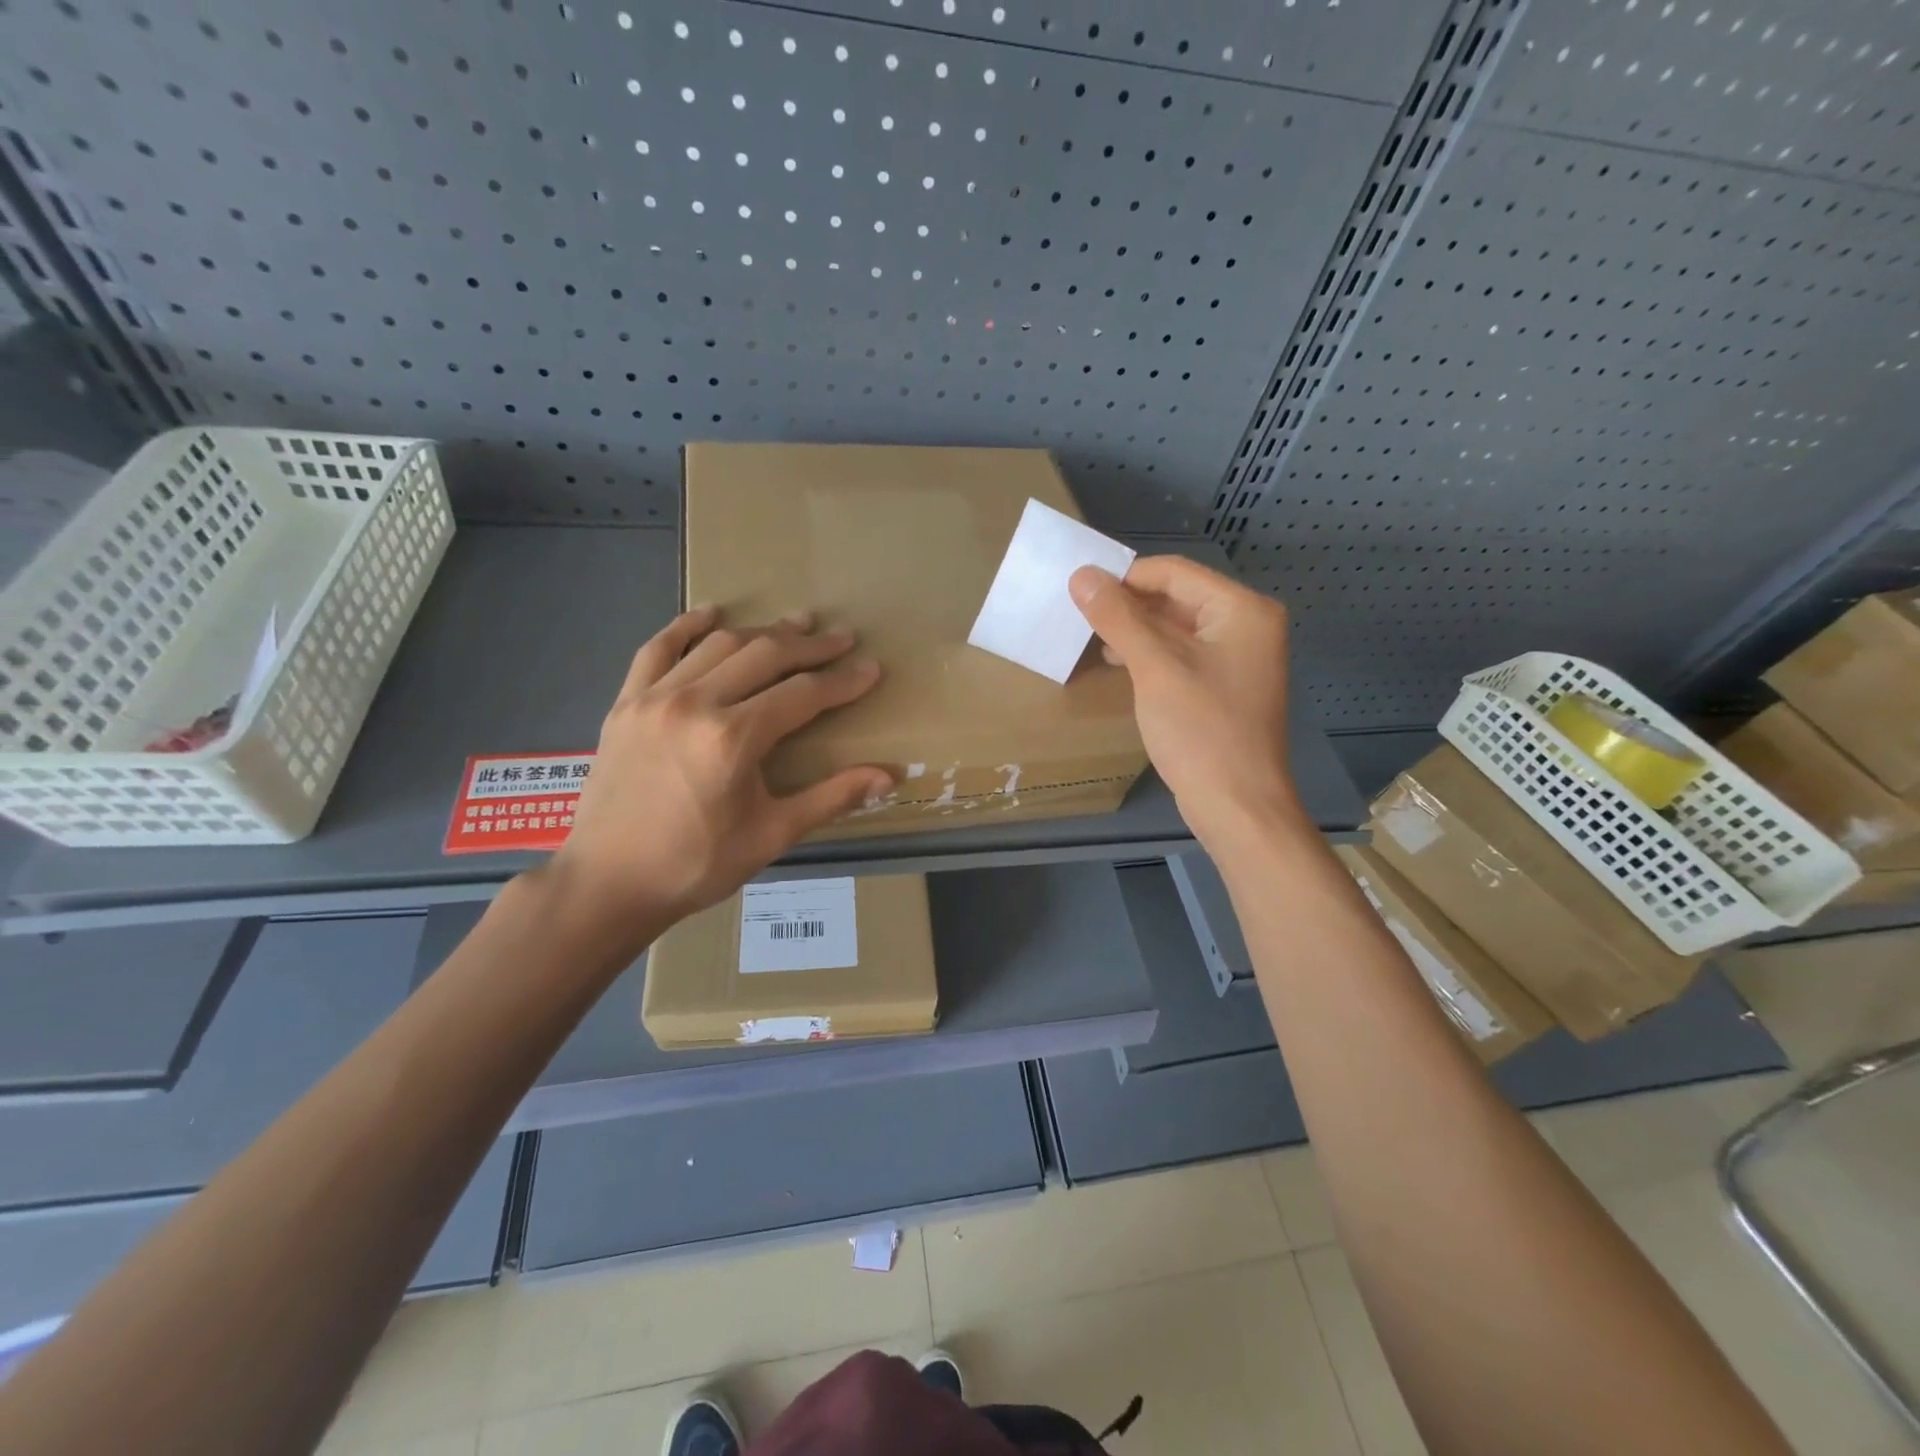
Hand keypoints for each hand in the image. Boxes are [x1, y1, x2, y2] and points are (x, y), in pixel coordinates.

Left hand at [545, 607, 891, 949]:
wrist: (608, 883)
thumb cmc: (696, 864)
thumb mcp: (772, 835)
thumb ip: (832, 798)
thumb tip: (889, 776)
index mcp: (733, 739)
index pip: (802, 694)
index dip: (842, 681)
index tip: (871, 669)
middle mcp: (694, 704)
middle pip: (764, 656)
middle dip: (810, 645)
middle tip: (842, 638)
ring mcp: (654, 698)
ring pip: (719, 645)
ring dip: (762, 631)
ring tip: (797, 623)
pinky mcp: (626, 703)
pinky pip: (657, 648)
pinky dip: (686, 625)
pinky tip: (713, 612)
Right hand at [1070, 556, 1301, 849]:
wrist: (1237, 805)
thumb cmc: (1200, 730)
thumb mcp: (1154, 668)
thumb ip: (1117, 617)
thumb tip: (1081, 576)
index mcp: (1242, 609)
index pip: (1174, 572)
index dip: (1124, 577)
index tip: (1079, 592)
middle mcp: (1247, 625)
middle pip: (1177, 597)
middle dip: (1129, 605)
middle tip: (1081, 617)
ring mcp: (1238, 658)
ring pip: (1176, 628)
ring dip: (1136, 630)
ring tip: (1095, 641)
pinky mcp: (1225, 686)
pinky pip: (1182, 655)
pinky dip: (1151, 655)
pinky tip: (1121, 665)